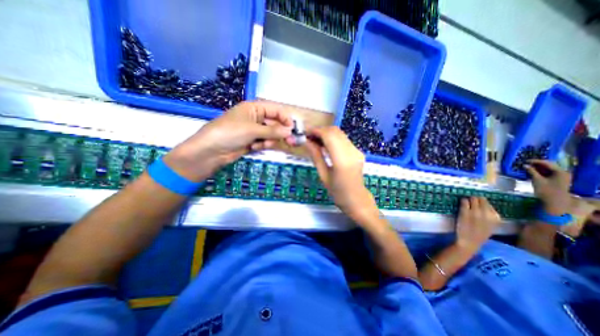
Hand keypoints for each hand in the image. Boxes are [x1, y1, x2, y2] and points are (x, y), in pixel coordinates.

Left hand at [163, 102, 294, 182]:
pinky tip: (254, 148)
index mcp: (254, 108)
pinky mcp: (251, 141)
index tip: (293, 129)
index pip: (276, 110)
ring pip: (271, 134)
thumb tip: (290, 131)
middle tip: (289, 141)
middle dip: (280, 132)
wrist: (210, 151)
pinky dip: (262, 145)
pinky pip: (264, 142)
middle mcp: (255, 118)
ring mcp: (253, 130)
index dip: (285, 118)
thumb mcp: (252, 130)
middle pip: (274, 123)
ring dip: (270, 140)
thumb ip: (273, 131)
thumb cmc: (230, 133)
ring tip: (263, 145)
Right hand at [303, 126, 375, 223]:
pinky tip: (325, 146)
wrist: (357, 199)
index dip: (316, 131)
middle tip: (309, 138)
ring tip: (315, 142)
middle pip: (335, 131)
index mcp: (342, 161)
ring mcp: (357, 150)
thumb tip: (306, 142)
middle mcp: (352, 152)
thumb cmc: (338, 192)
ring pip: (339, 133)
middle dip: (320, 131)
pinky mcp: (358, 151)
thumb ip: (316, 156)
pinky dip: (332, 138)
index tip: (306, 134)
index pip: (329, 136)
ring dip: (326, 134)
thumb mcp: (323, 175)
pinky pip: (343, 139)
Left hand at [461, 197, 501, 251]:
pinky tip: (462, 204)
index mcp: (496, 217)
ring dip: (468, 199)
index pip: (489, 204)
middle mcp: (486, 213)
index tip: (478, 204)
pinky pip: (464, 201)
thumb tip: (484, 204)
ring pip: (472, 198)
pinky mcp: (465, 212)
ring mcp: (475, 212)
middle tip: (470, 202)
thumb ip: (489, 215)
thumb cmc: (479, 234)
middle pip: (480, 199)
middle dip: (475, 199)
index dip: (482, 203)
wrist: (470, 241)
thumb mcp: (490, 225)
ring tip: (466, 203)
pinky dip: (462, 201)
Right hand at [527, 159, 570, 215]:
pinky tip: (532, 172)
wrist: (555, 201)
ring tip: (527, 167)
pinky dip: (539, 172)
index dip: (535, 161)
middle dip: (536, 164)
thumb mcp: (537, 180)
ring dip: (537, 168)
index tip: (525, 160)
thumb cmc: (546, 190)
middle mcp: (562, 172)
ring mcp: (561, 176)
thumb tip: (525, 165)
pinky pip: (548, 173)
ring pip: (548, 169)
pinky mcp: (557, 180)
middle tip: (525, 163)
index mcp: (560, 171)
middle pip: (548, 165)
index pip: (547, 163)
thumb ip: (531, 171)